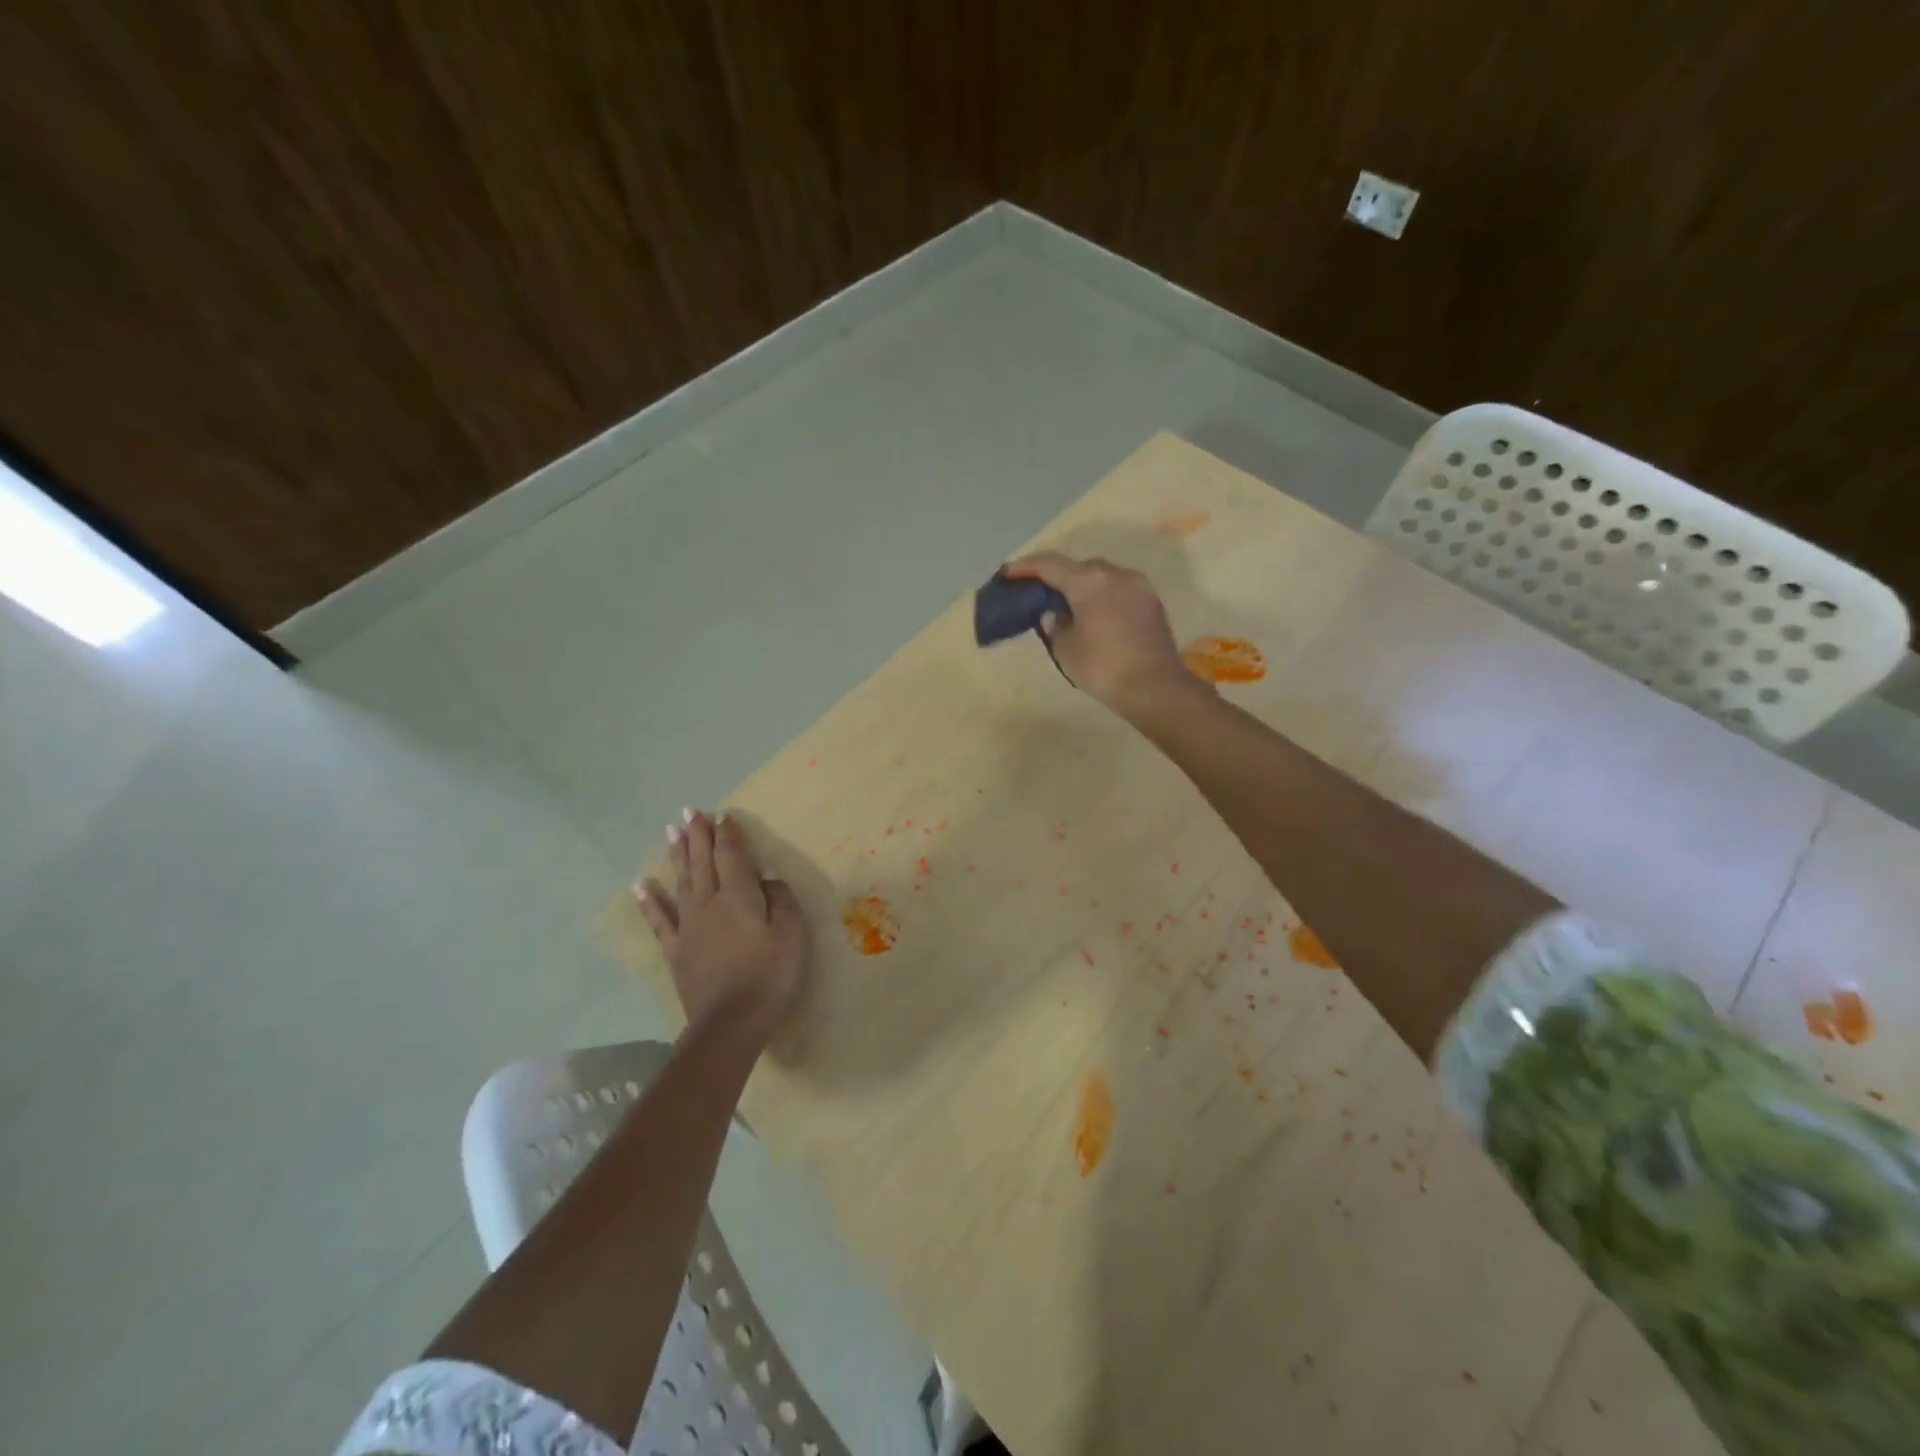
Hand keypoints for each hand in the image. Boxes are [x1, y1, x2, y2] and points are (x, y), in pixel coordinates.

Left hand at [634, 810, 807, 1043]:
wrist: (730, 1022)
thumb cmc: (769, 975)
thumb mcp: (791, 934)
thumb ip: (781, 901)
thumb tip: (767, 880)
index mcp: (739, 895)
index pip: (732, 855)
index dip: (728, 834)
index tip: (723, 816)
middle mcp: (709, 902)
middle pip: (702, 861)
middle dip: (698, 835)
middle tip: (691, 811)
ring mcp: (688, 925)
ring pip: (681, 881)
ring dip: (678, 855)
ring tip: (671, 832)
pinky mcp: (676, 949)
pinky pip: (658, 919)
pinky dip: (649, 901)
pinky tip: (640, 885)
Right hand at [1003, 552, 1201, 717]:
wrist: (1156, 688)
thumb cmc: (1103, 668)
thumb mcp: (1065, 649)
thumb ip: (1054, 625)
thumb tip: (1055, 614)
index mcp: (1088, 581)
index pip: (1049, 565)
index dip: (1025, 567)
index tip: (1008, 572)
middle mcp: (1115, 574)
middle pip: (1078, 567)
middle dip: (1057, 576)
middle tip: (1040, 592)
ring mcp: (1138, 586)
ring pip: (1102, 577)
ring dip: (1083, 586)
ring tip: (1067, 604)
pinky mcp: (1152, 602)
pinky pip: (1119, 590)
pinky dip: (1102, 596)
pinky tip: (1094, 615)